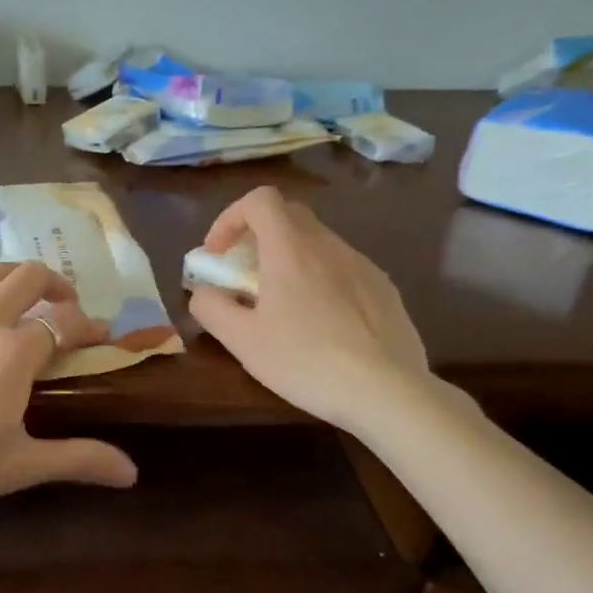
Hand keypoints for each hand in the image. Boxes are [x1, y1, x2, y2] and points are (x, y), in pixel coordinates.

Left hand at [0, 261, 137, 518]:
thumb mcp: (17, 466)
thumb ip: (78, 459)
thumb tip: (131, 472)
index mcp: (13, 350)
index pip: (66, 320)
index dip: (89, 324)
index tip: (101, 334)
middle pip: (27, 274)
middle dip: (55, 281)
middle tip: (63, 302)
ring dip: (11, 282)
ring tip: (17, 304)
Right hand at [187, 186, 429, 430]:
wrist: (388, 392)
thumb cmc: (307, 361)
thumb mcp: (243, 341)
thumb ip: (211, 308)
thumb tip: (204, 292)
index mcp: (291, 248)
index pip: (259, 200)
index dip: (231, 218)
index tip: (220, 254)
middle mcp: (328, 245)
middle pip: (289, 214)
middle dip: (258, 235)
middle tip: (245, 275)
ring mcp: (362, 264)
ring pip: (318, 242)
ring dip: (290, 259)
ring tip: (282, 305)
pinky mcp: (385, 288)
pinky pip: (343, 268)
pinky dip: (321, 279)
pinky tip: (322, 323)